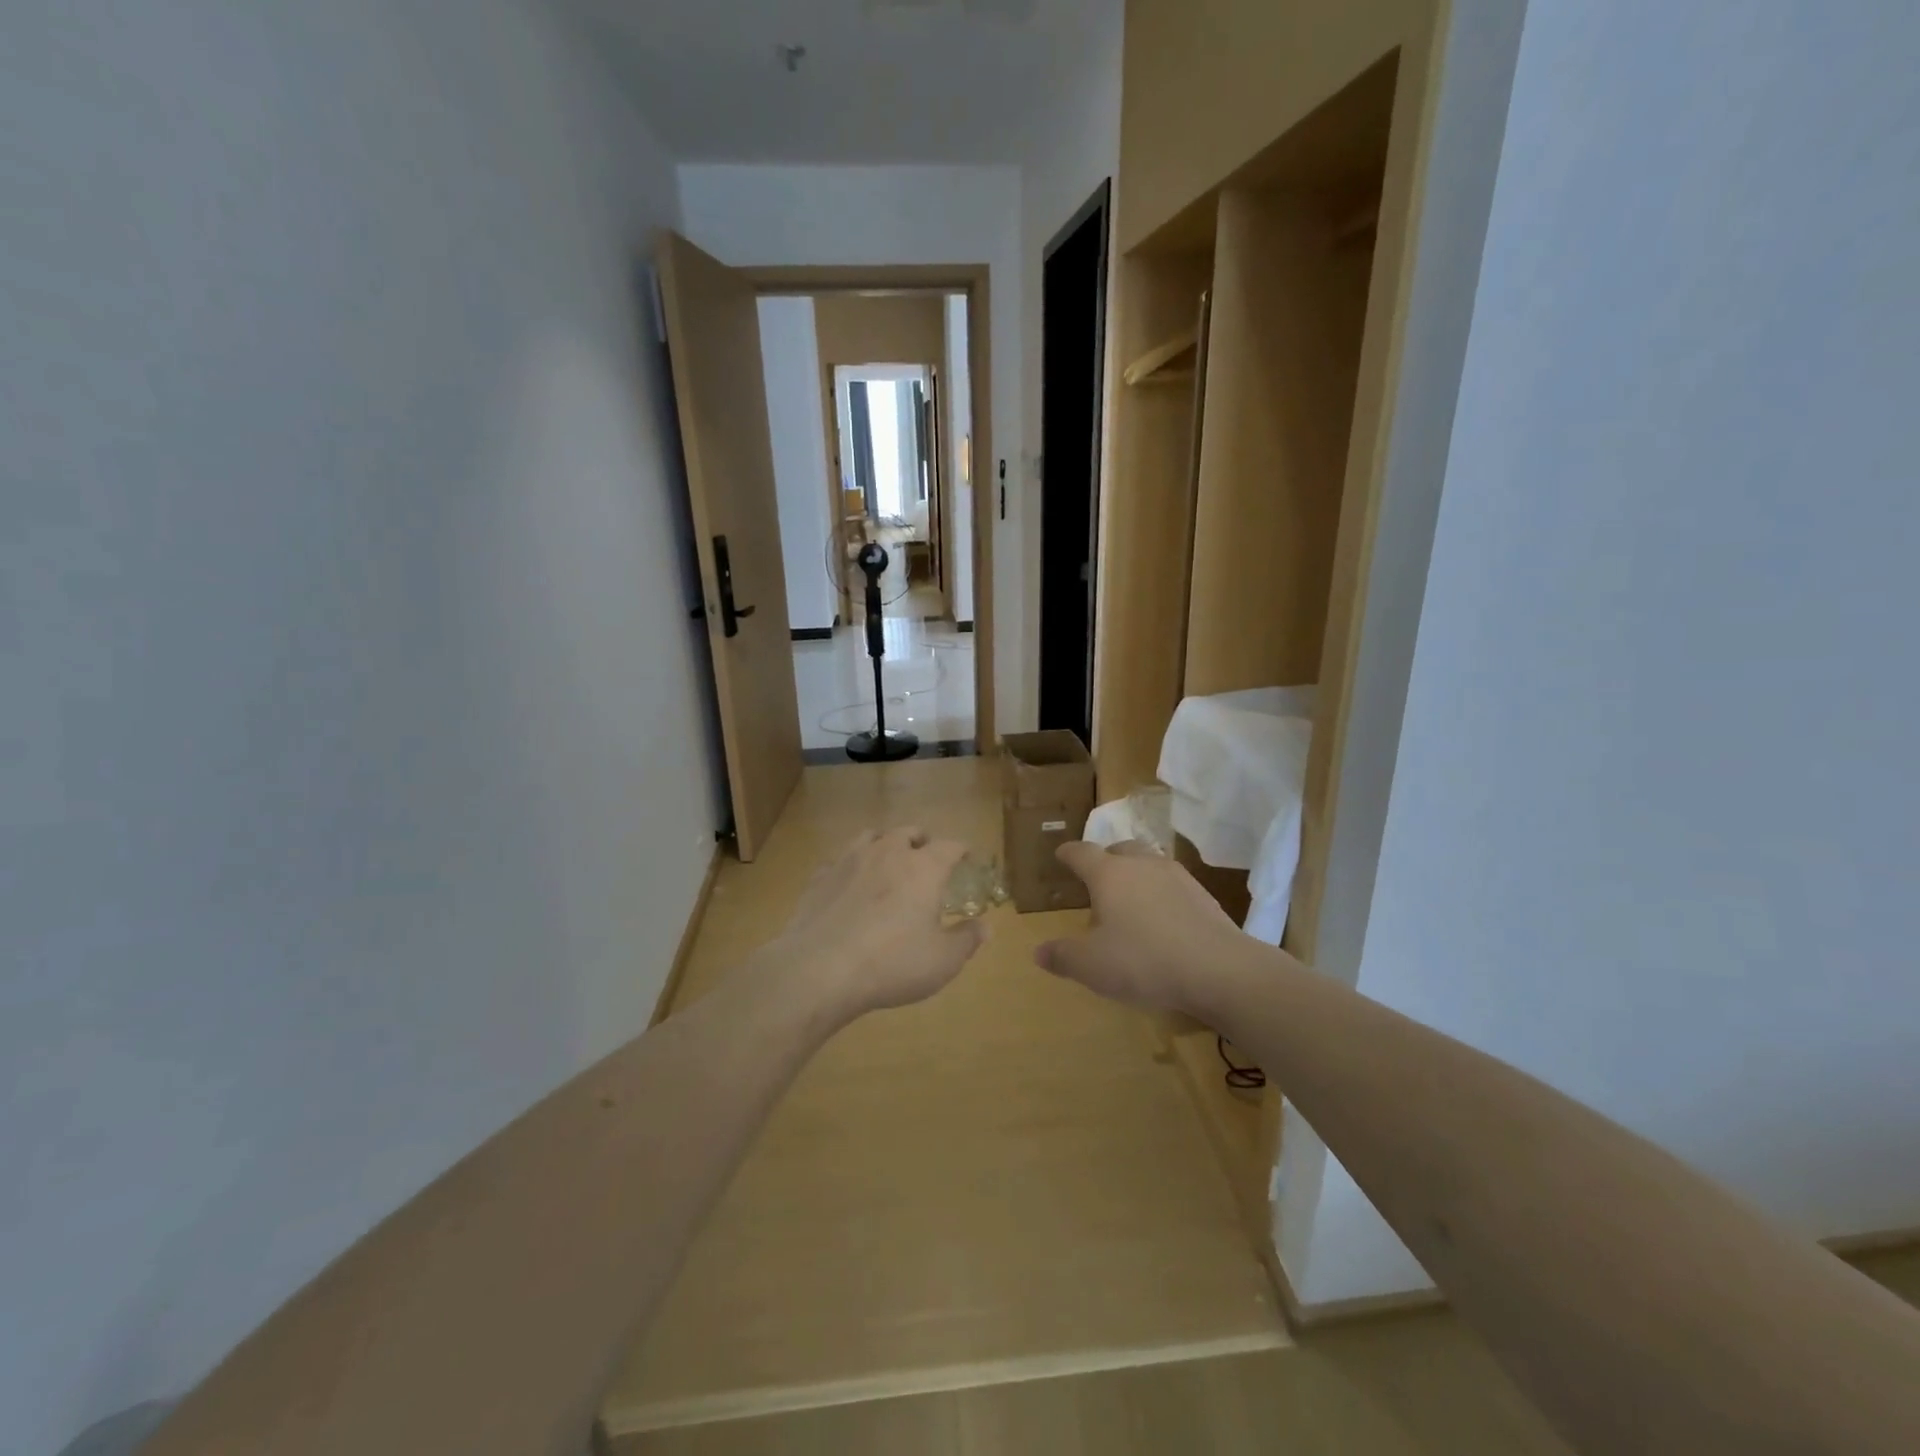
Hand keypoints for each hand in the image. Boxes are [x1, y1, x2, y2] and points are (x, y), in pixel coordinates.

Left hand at [771, 826, 988, 1022]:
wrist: (820, 969)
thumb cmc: (892, 963)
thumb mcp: (942, 961)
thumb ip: (967, 940)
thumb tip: (986, 927)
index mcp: (923, 868)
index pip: (949, 846)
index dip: (961, 850)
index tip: (966, 857)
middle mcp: (888, 853)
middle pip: (908, 832)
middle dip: (921, 840)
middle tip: (927, 856)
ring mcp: (849, 860)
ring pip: (871, 836)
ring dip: (884, 843)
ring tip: (887, 859)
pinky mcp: (820, 877)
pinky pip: (839, 860)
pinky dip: (850, 866)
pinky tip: (849, 883)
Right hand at [1035, 841, 1242, 1015]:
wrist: (1219, 969)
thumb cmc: (1144, 961)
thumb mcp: (1092, 966)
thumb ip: (1063, 956)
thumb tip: (1039, 952)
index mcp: (1109, 874)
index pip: (1082, 853)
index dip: (1068, 854)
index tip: (1061, 854)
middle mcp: (1142, 865)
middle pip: (1119, 850)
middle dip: (1105, 860)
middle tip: (1097, 879)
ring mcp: (1177, 877)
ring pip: (1148, 864)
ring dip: (1135, 876)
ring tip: (1130, 901)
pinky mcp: (1203, 896)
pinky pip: (1172, 885)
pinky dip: (1160, 894)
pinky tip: (1162, 920)